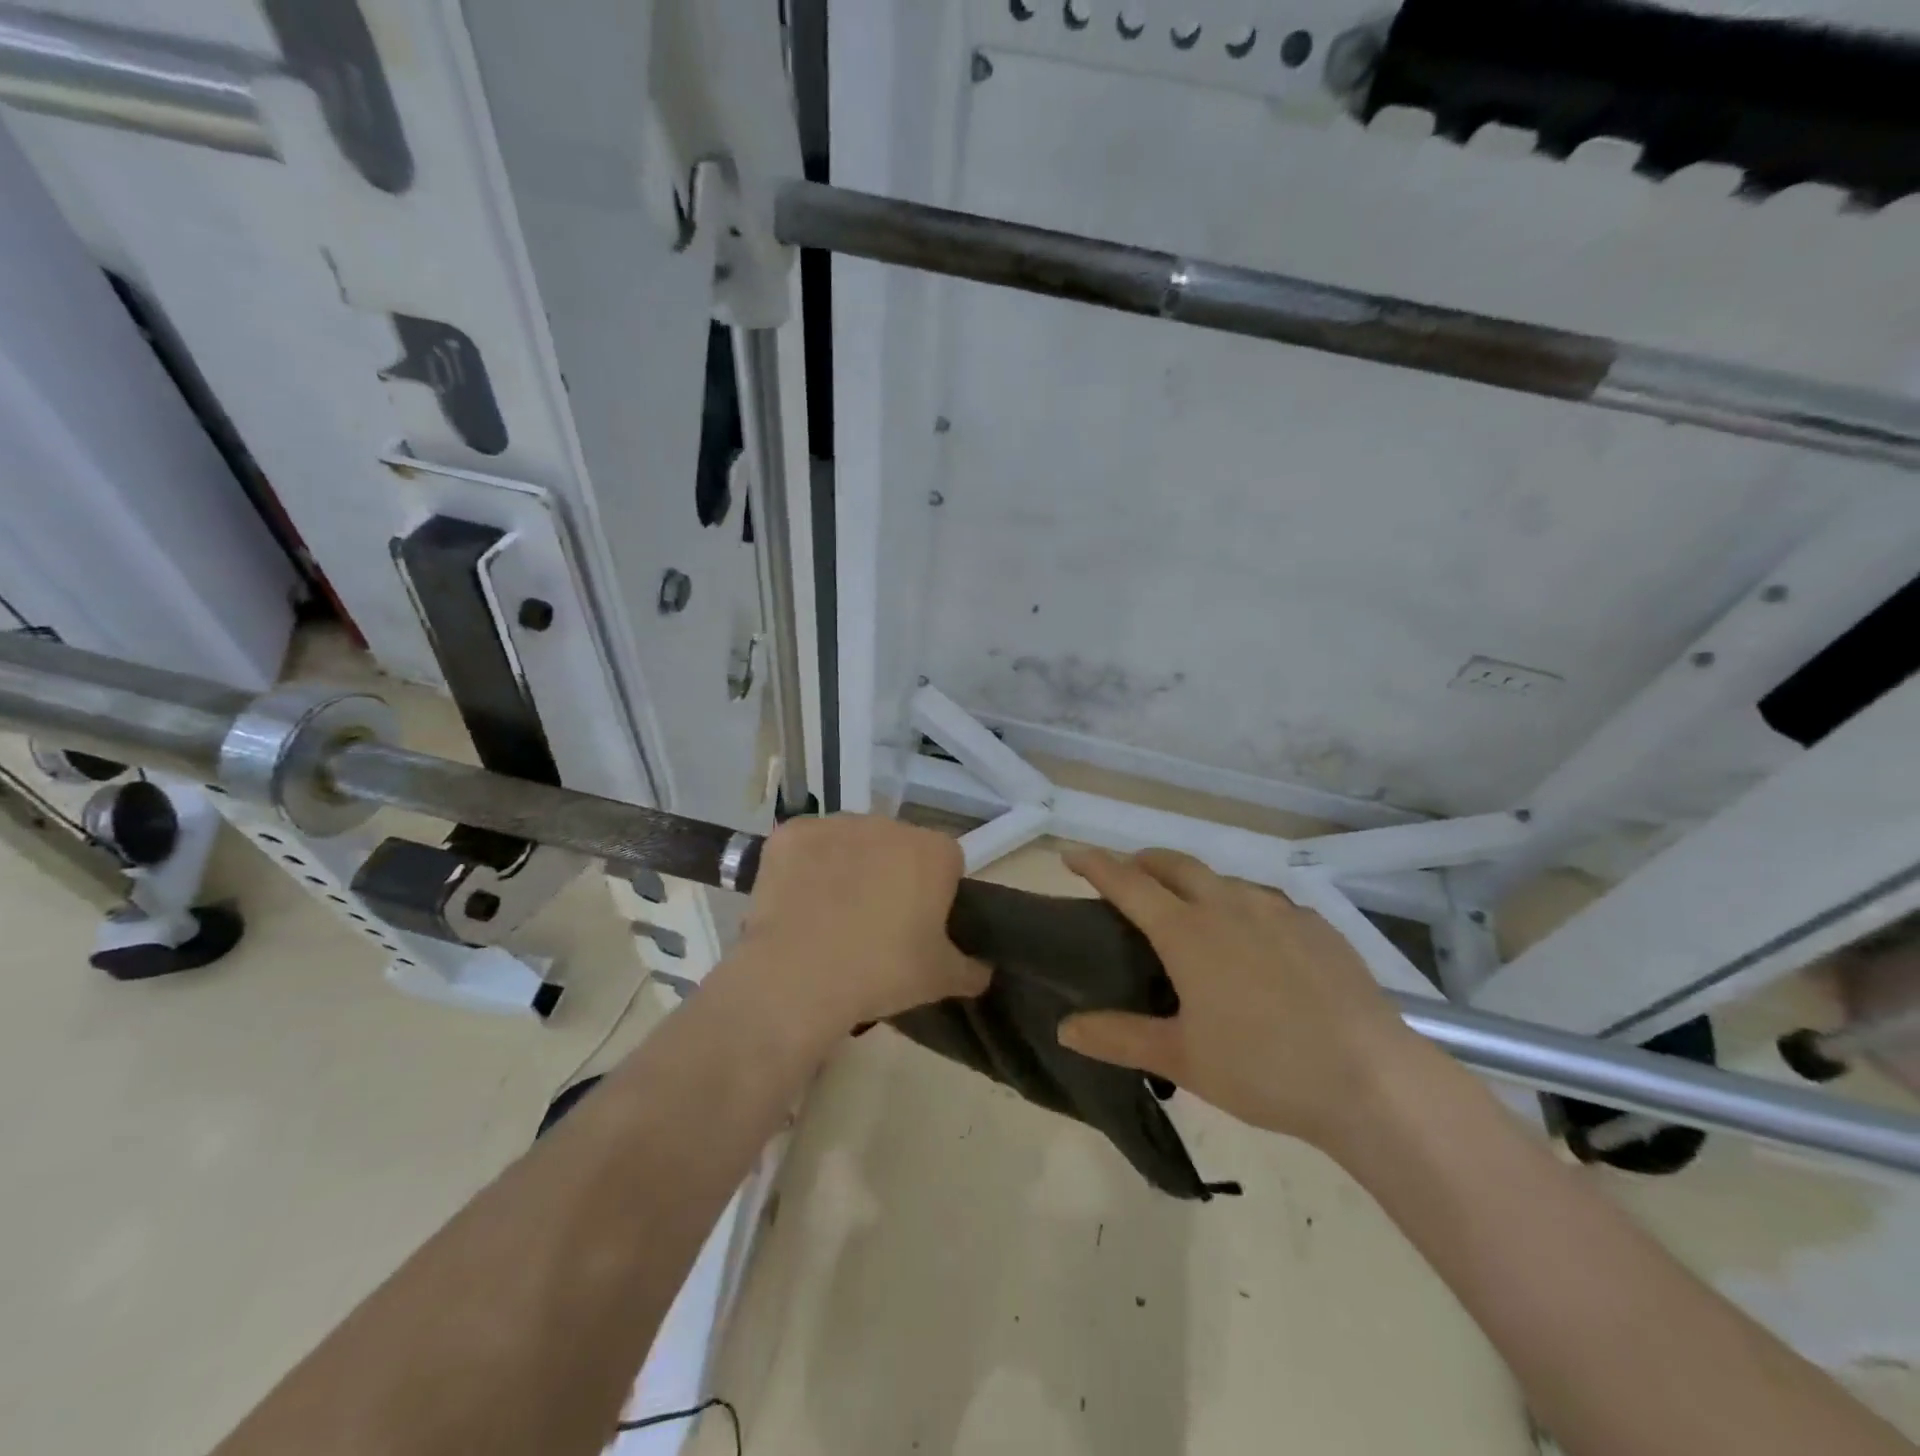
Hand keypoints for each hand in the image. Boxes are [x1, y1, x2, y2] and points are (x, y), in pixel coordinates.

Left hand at [731, 815, 988, 1039]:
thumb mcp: (939, 979)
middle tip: (875, 924)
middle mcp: (889, 825)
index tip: (920, 925)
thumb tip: (983, 971)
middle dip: (890, 875)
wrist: (799, 975)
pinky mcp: (792, 832)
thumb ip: (970, 970)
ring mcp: (837, 824)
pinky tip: (797, 903)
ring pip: (851, 842)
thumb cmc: (882, 971)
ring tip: (830, 916)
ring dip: (847, 867)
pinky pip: (806, 846)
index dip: (935, 893)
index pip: (946, 863)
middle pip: (897, 847)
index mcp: (934, 851)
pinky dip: (804, 867)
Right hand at [1056, 847, 1420, 1151]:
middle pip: (1174, 864)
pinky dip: (1241, 906)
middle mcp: (1228, 905)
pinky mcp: (1316, 925)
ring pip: (1222, 879)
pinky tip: (1255, 942)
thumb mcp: (1182, 1058)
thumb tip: (1065, 1028)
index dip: (1095, 864)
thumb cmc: (1263, 1068)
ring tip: (1191, 913)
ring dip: (1194, 883)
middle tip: (1128, 877)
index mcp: (1187, 932)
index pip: (1128, 883)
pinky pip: (1265, 902)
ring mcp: (1277, 910)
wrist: (1371, 1080)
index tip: (1070, 854)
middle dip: (1143, 862)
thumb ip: (1119, 1037)